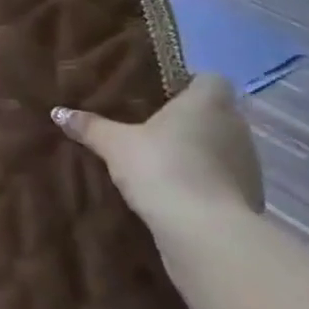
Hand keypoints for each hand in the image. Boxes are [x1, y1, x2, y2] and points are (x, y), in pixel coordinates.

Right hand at [52, 74, 263, 226]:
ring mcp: (249, 161)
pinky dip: (208, 181)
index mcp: (208, 101)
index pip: (209, 79)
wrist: (203, 229)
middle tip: (153, 131)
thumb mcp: (115, 145)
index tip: (162, 98)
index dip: (188, 85)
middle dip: (190, 121)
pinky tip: (180, 194)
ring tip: (164, 164)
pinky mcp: (250, 194)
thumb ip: (90, 127)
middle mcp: (236, 124)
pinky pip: (225, 178)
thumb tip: (58, 112)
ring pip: (221, 146)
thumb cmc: (160, 167)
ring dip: (200, 153)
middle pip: (215, 113)